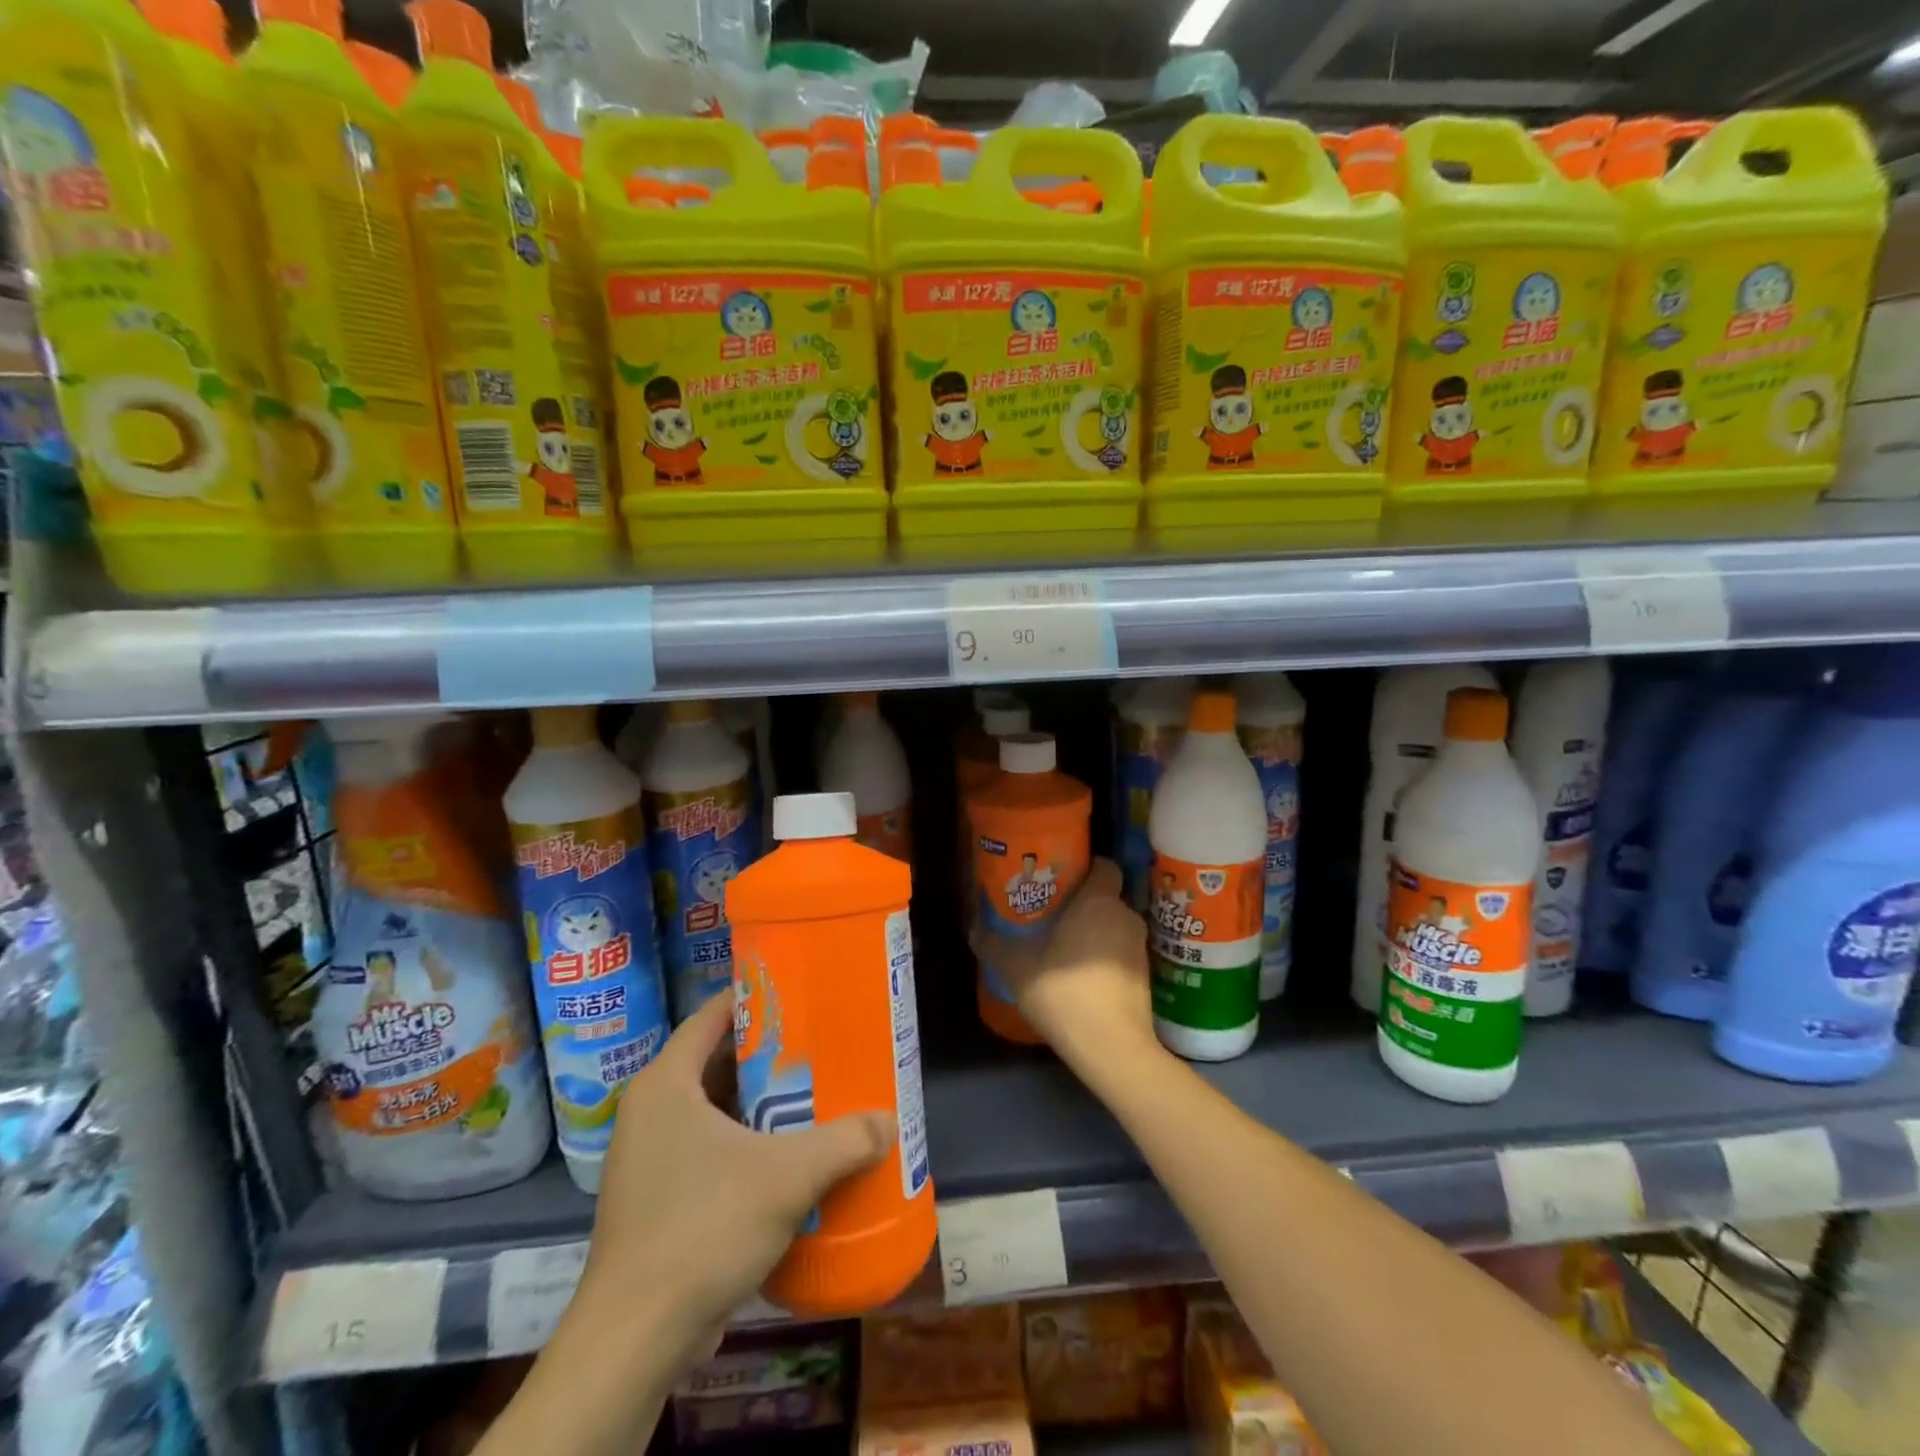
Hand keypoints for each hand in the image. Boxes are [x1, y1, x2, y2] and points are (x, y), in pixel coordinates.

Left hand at [576, 992, 893, 1352]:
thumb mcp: (787, 1176)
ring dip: (758, 1103)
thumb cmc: (704, 1228)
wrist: (635, 1340)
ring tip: (811, 1093)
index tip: (798, 991)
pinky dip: (744, 1143)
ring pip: (712, 1110)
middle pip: (715, 1061)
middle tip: (817, 1043)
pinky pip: (706, 1150)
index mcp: (666, 1084)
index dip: (754, 998)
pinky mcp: (655, 1200)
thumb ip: (843, 1141)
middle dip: (766, 1054)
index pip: (711, 1016)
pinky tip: (786, 1156)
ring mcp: (648, 1158)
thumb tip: (889, 1121)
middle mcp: (650, 1111)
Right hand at [972, 857, 1159, 1073]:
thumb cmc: (1064, 991)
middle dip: (1084, 901)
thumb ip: (994, 944)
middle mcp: (1125, 916)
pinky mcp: (1145, 977)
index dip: (1087, 866)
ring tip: (1065, 945)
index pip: (1104, 865)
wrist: (1112, 1048)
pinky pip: (1122, 953)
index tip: (1063, 876)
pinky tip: (1082, 975)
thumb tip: (973, 929)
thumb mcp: (1016, 967)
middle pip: (1107, 896)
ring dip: (1096, 931)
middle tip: (1055, 912)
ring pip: (1115, 926)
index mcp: (1099, 901)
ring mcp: (1139, 948)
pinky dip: (1106, 957)